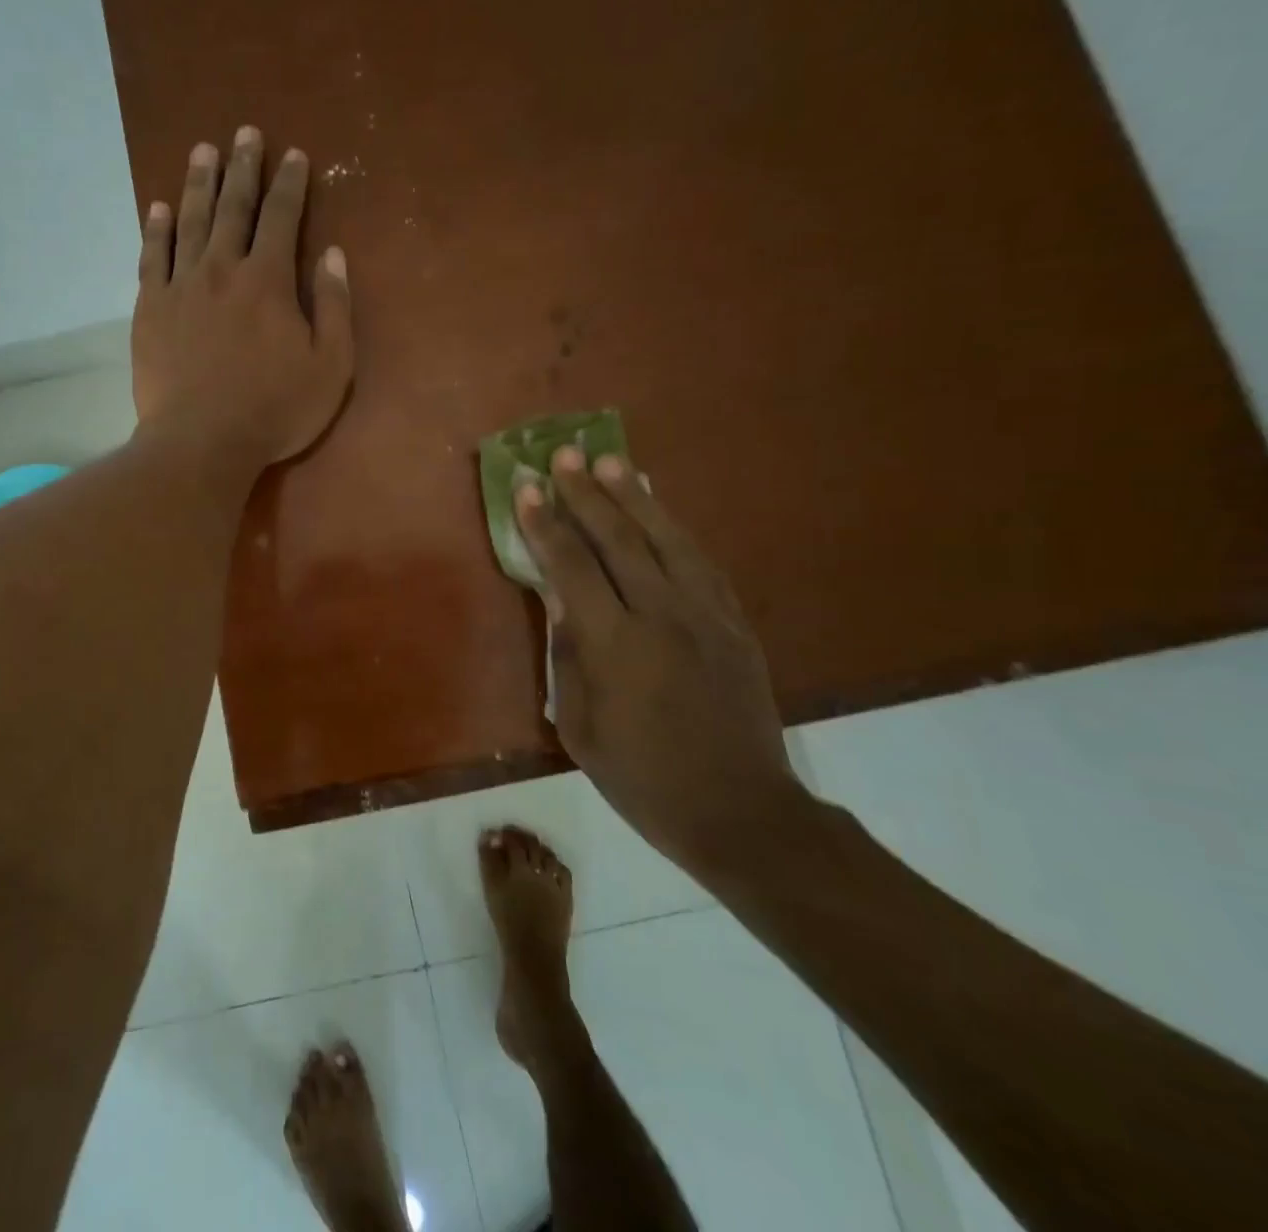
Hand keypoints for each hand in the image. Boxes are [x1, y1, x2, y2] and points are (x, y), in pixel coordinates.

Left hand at [131, 128, 353, 471]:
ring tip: (203, 151)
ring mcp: (181, 287)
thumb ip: (335, 307)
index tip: (294, 156)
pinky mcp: (150, 309)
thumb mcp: (330, 367)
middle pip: (234, 207)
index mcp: (269, 281)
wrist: (202, 441)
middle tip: (246, 134)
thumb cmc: (275, 410)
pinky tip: (159, 209)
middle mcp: (222, 269)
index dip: (290, 184)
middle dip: (243, 167)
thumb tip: (333, 255)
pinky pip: (152, 257)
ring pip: (190, 222)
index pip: (282, 218)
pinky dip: (156, 230)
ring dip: (199, 183)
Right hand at [517, 447, 808, 876]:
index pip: (572, 569)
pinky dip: (674, 529)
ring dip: (634, 497)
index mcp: (616, 646)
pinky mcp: (734, 624)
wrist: (740, 811)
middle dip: (587, 494)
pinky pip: (701, 562)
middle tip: (564, 456)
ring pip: (665, 540)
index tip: (527, 490)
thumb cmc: (643, 779)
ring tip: (610, 461)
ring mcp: (706, 616)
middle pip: (619, 540)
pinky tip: (659, 511)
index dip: (546, 526)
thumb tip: (557, 597)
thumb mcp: (581, 728)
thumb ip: (568, 656)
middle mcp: (662, 617)